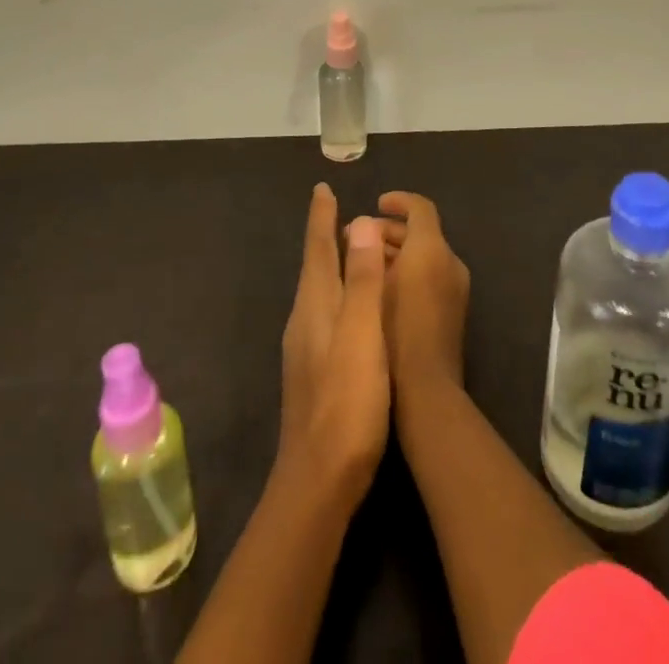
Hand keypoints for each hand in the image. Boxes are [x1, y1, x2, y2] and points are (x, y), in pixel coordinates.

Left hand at [277, 184, 390, 508]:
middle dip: (325, 235)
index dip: (321, 217)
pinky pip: (325, 312)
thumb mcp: (362, 335)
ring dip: (331, 263)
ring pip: (319, 290)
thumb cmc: (347, 402)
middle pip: (316, 265)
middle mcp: (305, 319)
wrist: (318, 480)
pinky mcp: (314, 371)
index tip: (321, 188)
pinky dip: (337, 292)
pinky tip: (348, 307)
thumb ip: (363, 280)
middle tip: (337, 209)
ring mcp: (305, 348)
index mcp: (316, 305)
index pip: (318, 248)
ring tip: (346, 249)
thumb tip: (359, 222)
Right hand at [377, 192, 470, 397]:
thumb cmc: (394, 332)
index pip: (420, 207)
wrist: (428, 391)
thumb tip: (364, 226)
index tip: (375, 204)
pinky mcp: (453, 311)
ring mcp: (456, 288)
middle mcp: (450, 262)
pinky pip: (430, 276)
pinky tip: (382, 291)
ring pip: (425, 255)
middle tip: (356, 240)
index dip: (398, 201)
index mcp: (432, 249)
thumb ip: (370, 250)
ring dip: (396, 253)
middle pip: (422, 231)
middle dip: (389, 231)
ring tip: (364, 265)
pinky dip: (408, 272)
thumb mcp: (375, 285)